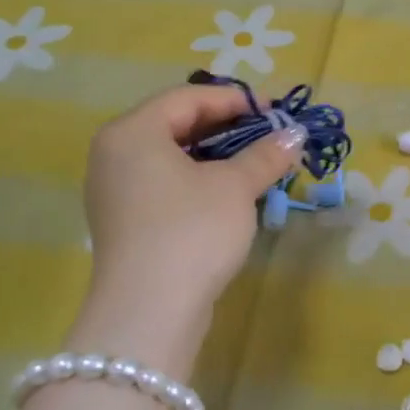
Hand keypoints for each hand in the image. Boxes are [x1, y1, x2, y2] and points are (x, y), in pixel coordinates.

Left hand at [76, 85, 302, 372]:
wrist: (150, 311)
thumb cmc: (192, 231)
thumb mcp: (235, 187)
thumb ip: (265, 155)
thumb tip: (294, 135)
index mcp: (133, 132)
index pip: (188, 97)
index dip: (236, 99)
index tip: (276, 111)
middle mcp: (115, 154)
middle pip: (177, 124)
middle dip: (228, 127)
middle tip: (270, 135)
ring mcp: (115, 190)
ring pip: (172, 156)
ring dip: (217, 156)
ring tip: (258, 163)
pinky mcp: (125, 221)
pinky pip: (165, 183)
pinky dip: (199, 180)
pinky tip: (231, 193)